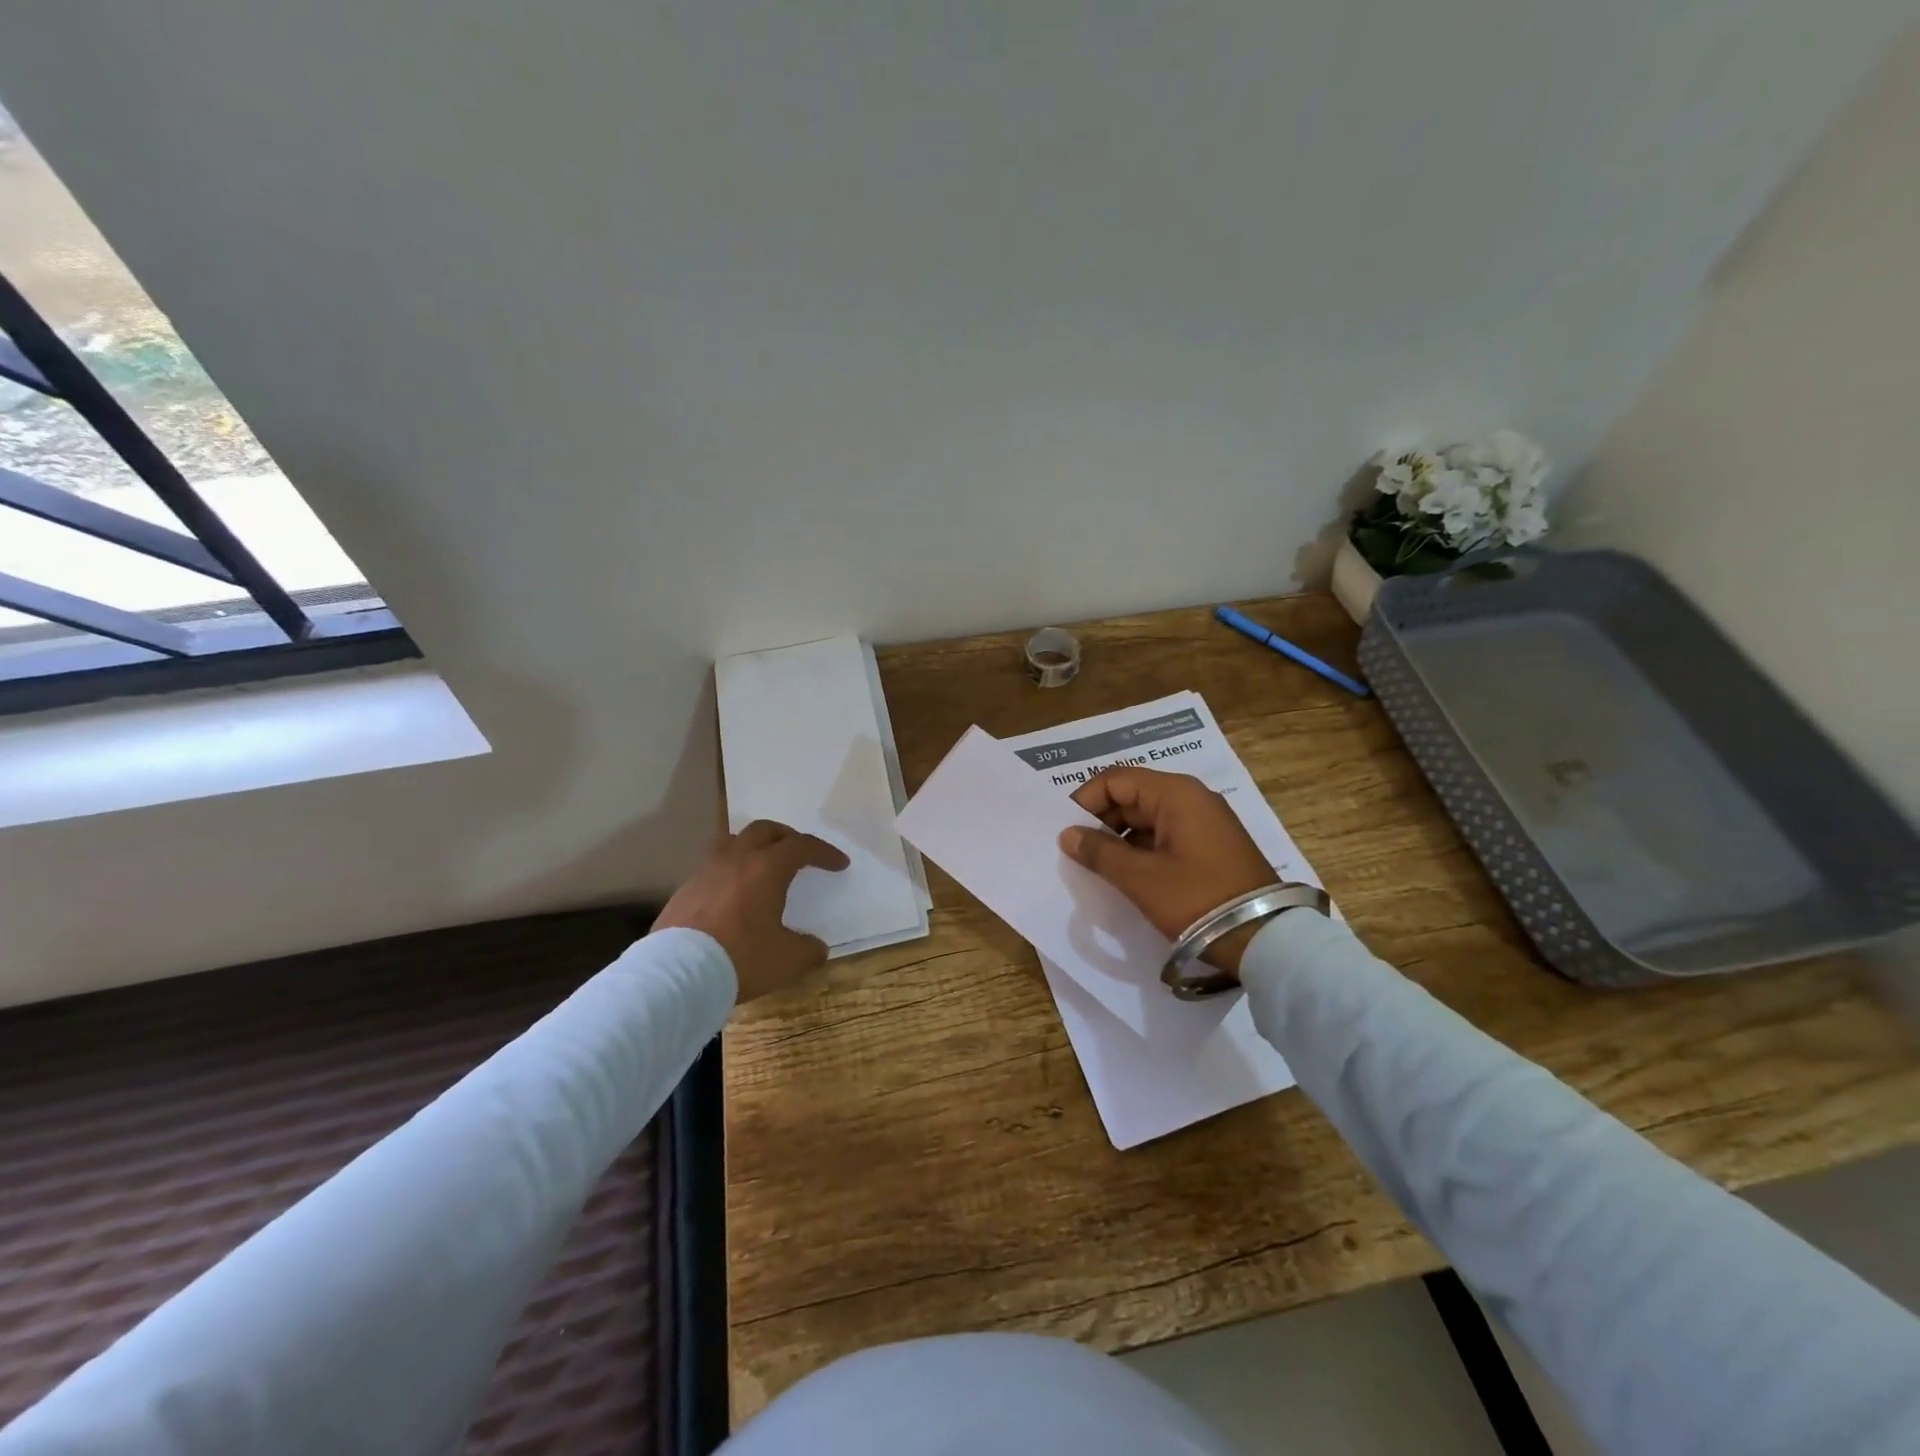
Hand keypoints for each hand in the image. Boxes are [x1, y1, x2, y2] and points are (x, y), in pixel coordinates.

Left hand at [654, 820, 849, 1001]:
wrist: (677, 974)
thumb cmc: (741, 958)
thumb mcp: (787, 960)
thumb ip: (808, 951)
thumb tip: (817, 948)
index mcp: (767, 868)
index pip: (802, 846)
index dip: (824, 852)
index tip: (839, 864)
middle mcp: (737, 859)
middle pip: (765, 830)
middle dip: (787, 837)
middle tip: (799, 853)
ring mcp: (706, 871)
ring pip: (733, 842)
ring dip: (754, 848)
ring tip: (762, 866)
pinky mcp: (684, 889)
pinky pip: (713, 866)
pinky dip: (730, 870)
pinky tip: (733, 895)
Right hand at [1059, 767, 1276, 972]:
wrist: (1266, 938)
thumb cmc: (1198, 899)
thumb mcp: (1141, 878)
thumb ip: (1100, 852)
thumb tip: (1067, 834)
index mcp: (1175, 793)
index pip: (1115, 779)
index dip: (1085, 801)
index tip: (1066, 831)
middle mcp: (1191, 797)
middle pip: (1131, 795)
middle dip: (1101, 821)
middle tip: (1078, 852)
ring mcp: (1204, 821)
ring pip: (1147, 817)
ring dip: (1120, 837)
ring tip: (1099, 867)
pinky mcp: (1211, 844)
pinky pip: (1165, 834)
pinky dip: (1142, 848)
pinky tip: (1127, 874)